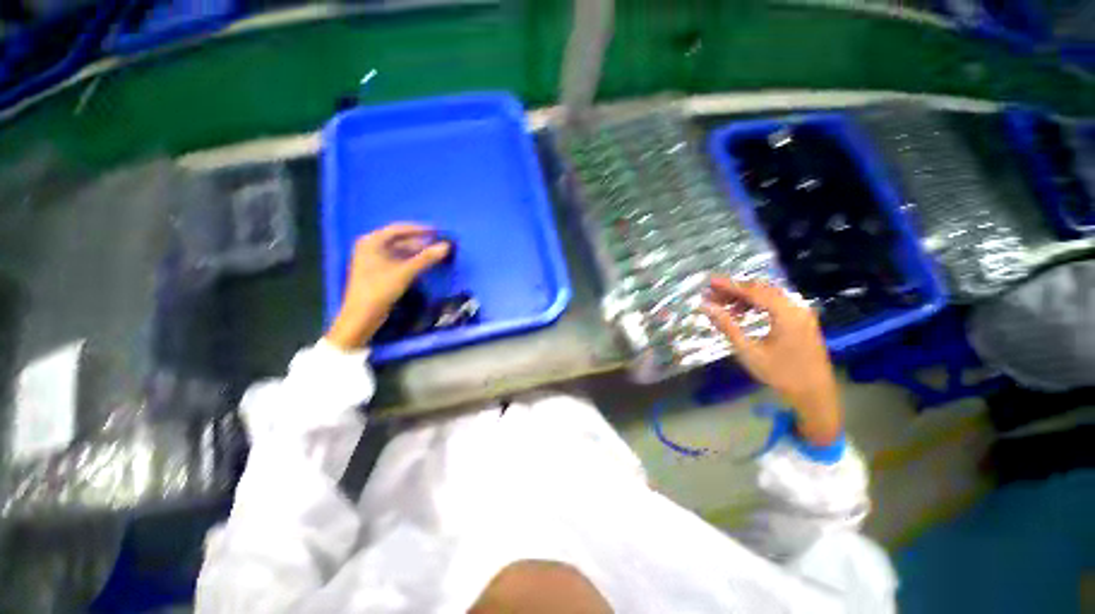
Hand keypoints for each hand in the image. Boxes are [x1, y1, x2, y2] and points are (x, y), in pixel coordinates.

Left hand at [324, 223, 450, 350]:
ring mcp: (374, 260)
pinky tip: (424, 264)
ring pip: (400, 251)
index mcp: (372, 241)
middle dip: (420, 242)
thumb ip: (426, 258)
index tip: (438, 231)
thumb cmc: (380, 289)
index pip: (399, 229)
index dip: (420, 229)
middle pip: (400, 240)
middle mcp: (371, 247)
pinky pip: (398, 260)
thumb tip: (446, 246)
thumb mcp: (405, 272)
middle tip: (440, 243)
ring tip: (436, 253)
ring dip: (418, 252)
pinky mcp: (379, 272)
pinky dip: (412, 261)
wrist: (362, 316)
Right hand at [701, 277, 842, 445]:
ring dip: (744, 297)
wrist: (815, 395)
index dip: (729, 285)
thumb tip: (707, 308)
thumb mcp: (749, 351)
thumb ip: (727, 326)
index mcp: (787, 314)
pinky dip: (756, 305)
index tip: (709, 283)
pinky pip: (776, 304)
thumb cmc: (780, 375)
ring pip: (768, 296)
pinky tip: (741, 313)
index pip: (753, 291)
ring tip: (722, 306)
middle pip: (761, 289)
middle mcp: (797, 308)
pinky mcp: (802, 321)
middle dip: (735, 290)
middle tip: (712, 294)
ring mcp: (801, 314)